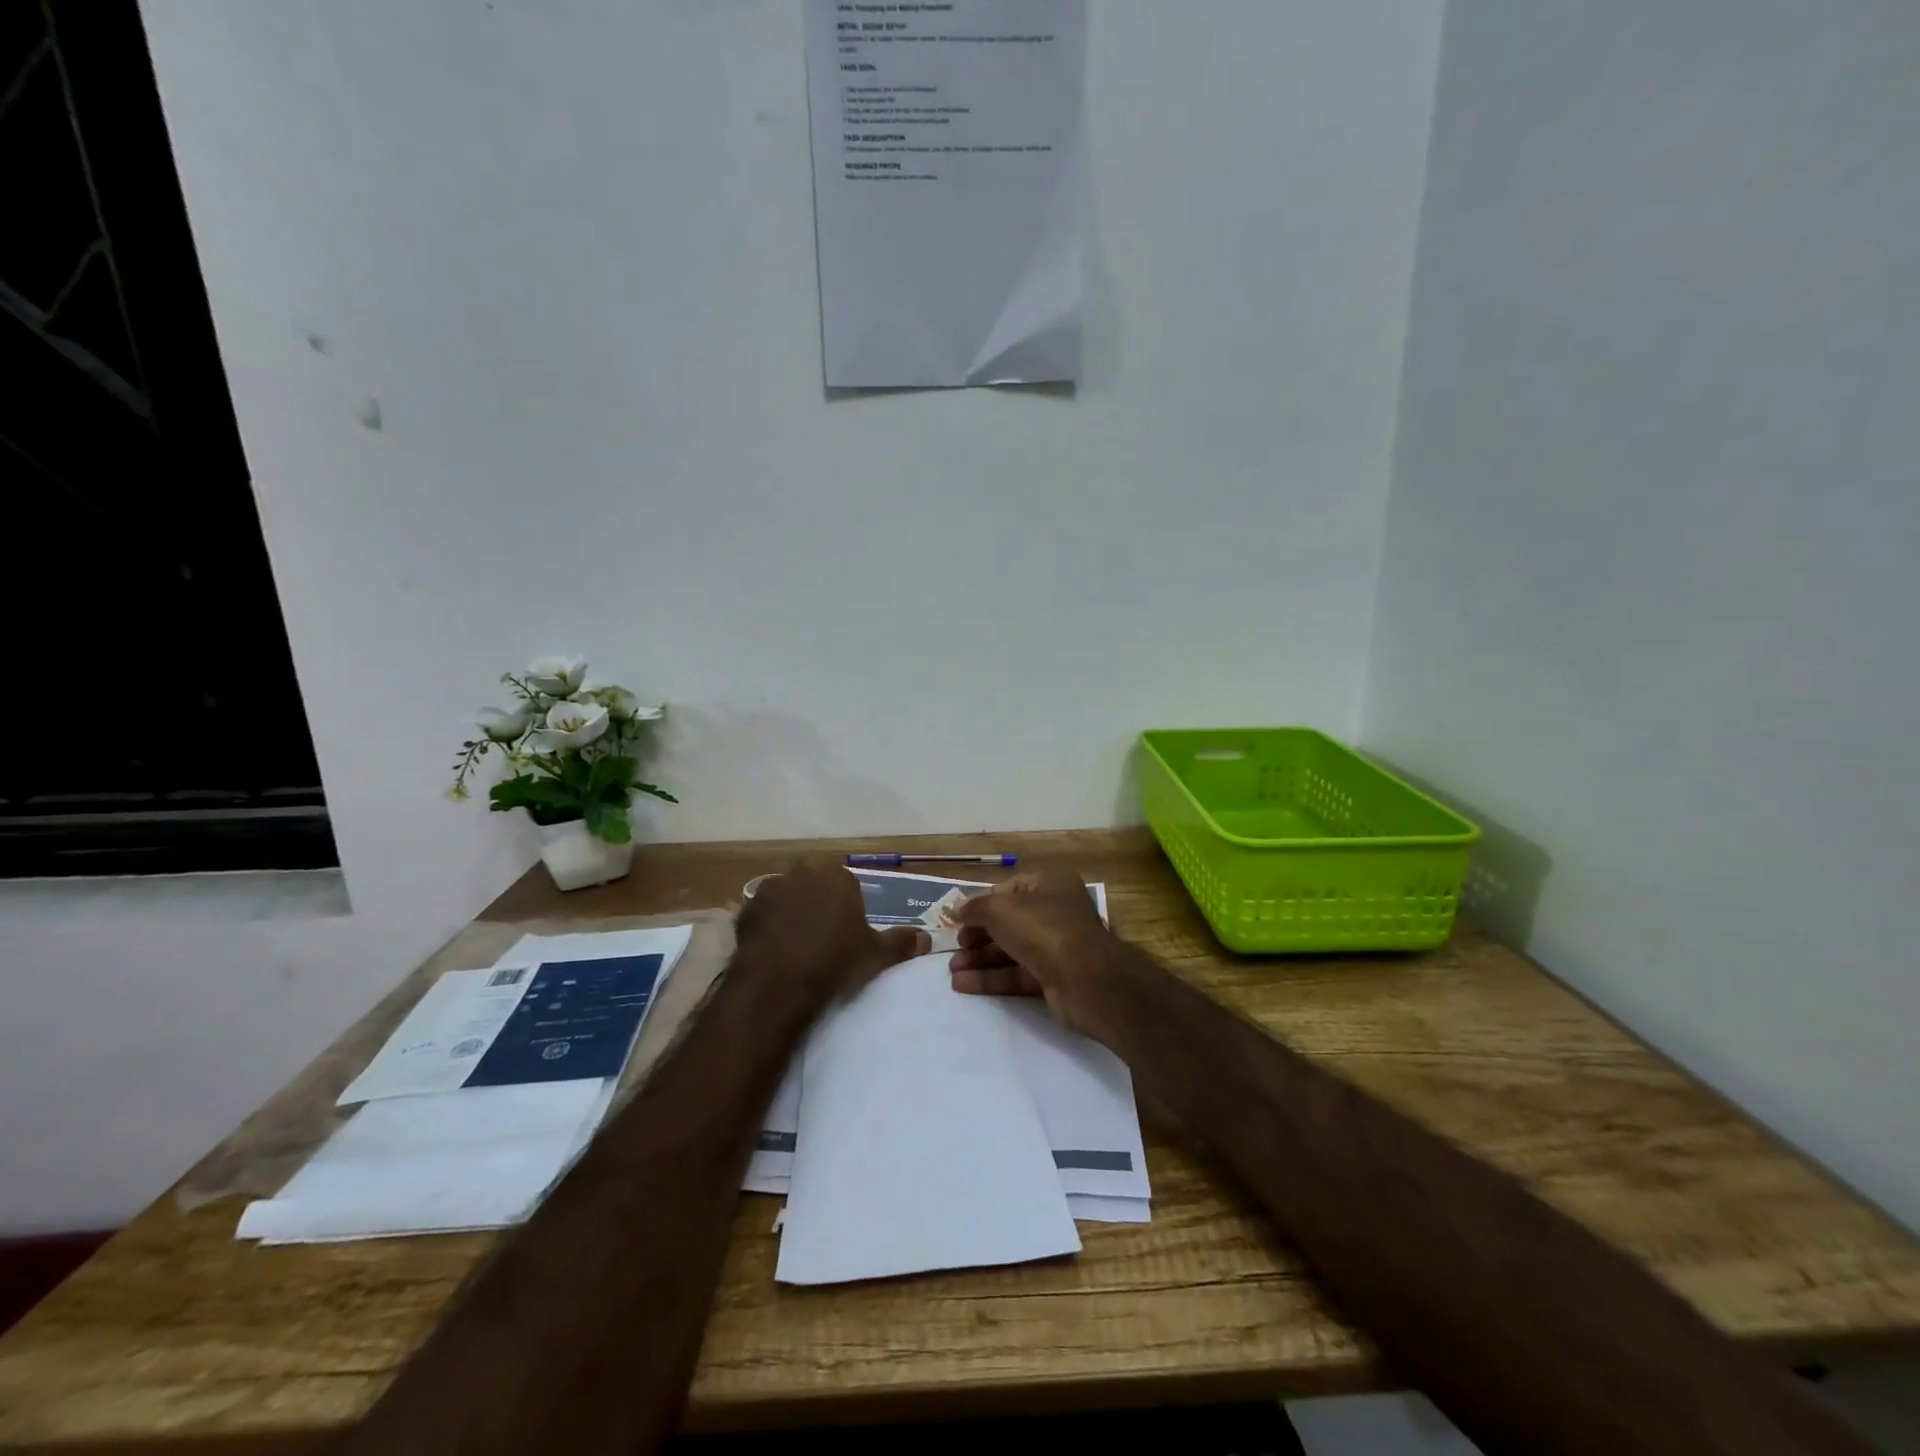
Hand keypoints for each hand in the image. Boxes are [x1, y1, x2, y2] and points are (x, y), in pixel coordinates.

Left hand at [735, 862, 928, 1007]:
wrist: (778, 983)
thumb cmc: (835, 962)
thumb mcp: (875, 955)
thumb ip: (901, 942)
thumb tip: (928, 939)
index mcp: (838, 877)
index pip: (846, 883)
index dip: (847, 906)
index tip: (847, 931)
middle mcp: (804, 872)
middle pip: (814, 883)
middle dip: (817, 901)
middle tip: (822, 934)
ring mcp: (772, 888)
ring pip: (787, 895)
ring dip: (790, 910)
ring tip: (795, 942)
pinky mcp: (747, 908)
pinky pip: (763, 912)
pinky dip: (768, 924)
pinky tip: (773, 947)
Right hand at [948, 870, 1115, 1035]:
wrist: (1086, 979)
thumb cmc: (1043, 929)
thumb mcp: (1001, 909)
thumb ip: (974, 908)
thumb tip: (953, 910)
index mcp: (1051, 884)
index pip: (1010, 889)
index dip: (982, 903)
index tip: (959, 918)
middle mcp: (1056, 912)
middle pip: (1009, 922)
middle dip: (978, 935)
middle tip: (954, 947)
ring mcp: (1057, 947)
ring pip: (1012, 950)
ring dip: (980, 958)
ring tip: (952, 969)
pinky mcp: (1055, 978)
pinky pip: (1017, 974)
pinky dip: (991, 978)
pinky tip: (963, 985)